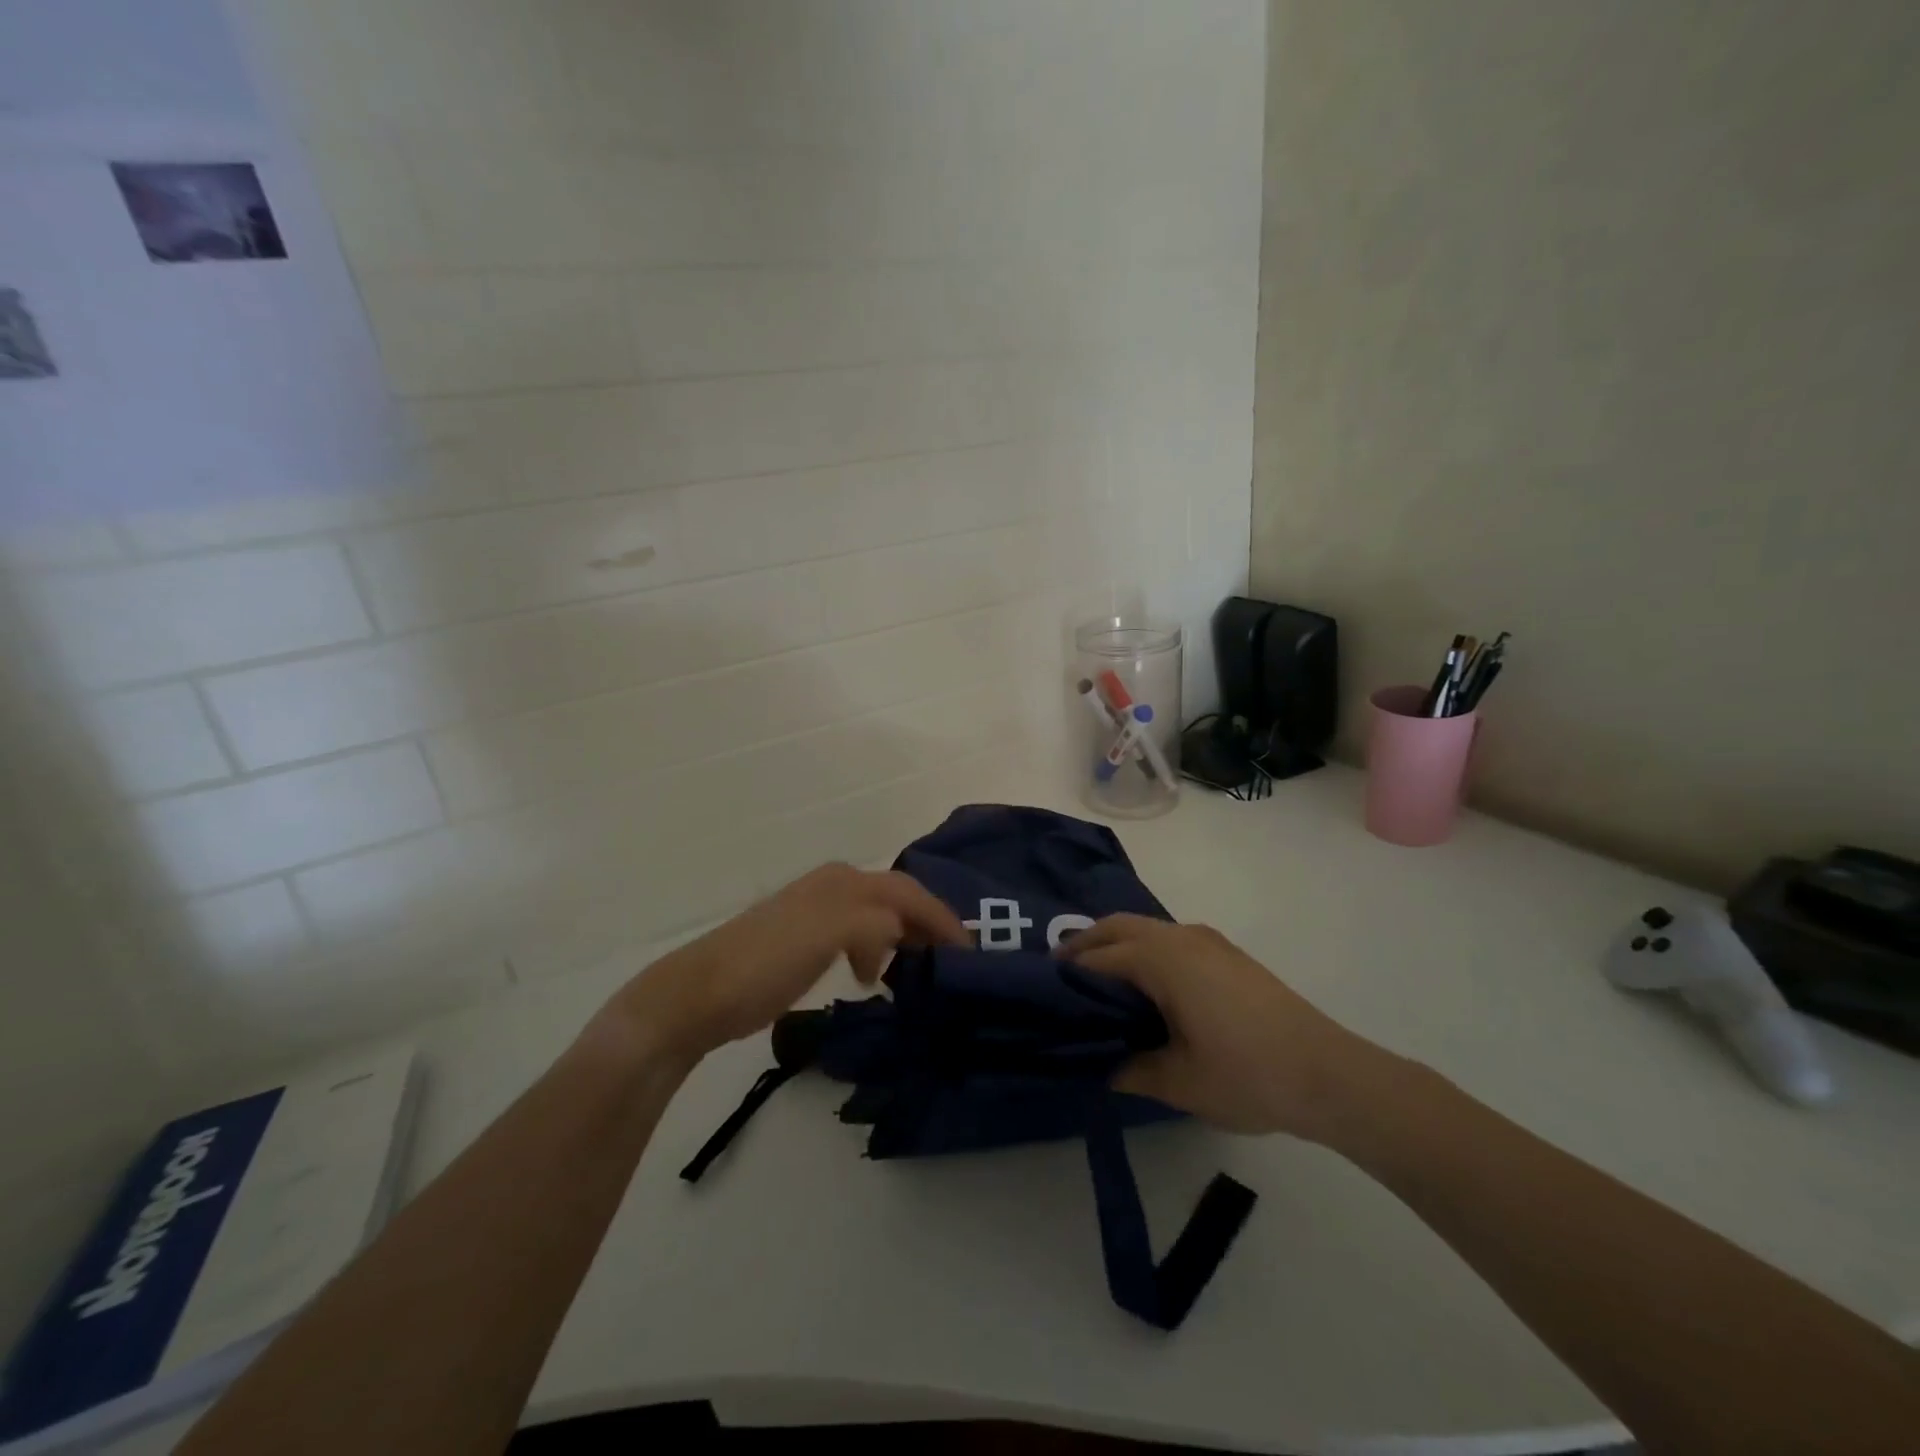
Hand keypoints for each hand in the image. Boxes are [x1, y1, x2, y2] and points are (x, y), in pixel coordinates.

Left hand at [593, 863, 968, 1066]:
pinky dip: (877, 949)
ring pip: (877, 915)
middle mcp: (833, 887)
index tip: (969, 952)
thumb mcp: (825, 935)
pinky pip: (858, 934)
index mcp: (843, 883)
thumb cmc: (765, 962)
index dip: (942, 917)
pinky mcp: (804, 938)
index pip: (907, 892)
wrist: (698, 994)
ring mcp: (816, 911)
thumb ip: (873, 923)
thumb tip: (905, 928)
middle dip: (927, 923)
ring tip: (919, 969)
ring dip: (904, 936)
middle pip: (896, 897)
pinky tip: (872, 974)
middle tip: (953, 959)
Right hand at [1059, 914, 1384, 1139]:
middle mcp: (1181, 937)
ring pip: (1146, 928)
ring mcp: (1209, 942)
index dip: (1068, 972)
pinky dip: (1145, 950)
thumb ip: (1131, 1070)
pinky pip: (1170, 938)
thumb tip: (1101, 1068)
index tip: (1042, 990)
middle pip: (1119, 926)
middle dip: (1086, 944)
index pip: (1100, 957)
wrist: (1330, 1075)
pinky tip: (1146, 987)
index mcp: (1163, 959)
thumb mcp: (1179, 1082)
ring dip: (1117, 944)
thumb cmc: (1248, 1075)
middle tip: (1061, 975)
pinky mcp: (1228, 954)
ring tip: (1098, 983)